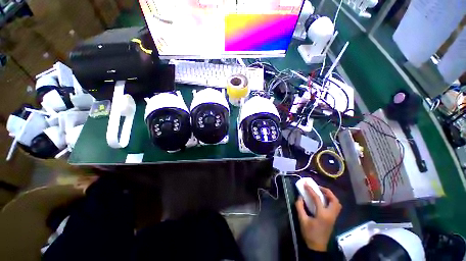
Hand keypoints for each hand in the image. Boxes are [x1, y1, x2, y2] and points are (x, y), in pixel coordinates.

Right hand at [295, 185, 341, 251]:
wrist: (317, 247)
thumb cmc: (309, 234)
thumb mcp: (302, 220)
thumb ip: (300, 207)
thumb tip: (299, 197)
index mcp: (323, 215)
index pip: (317, 198)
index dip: (311, 190)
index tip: (306, 184)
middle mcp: (331, 215)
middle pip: (334, 200)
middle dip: (327, 191)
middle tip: (318, 187)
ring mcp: (333, 217)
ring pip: (337, 204)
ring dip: (330, 196)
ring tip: (322, 192)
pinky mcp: (333, 219)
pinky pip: (336, 207)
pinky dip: (331, 201)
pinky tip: (324, 200)